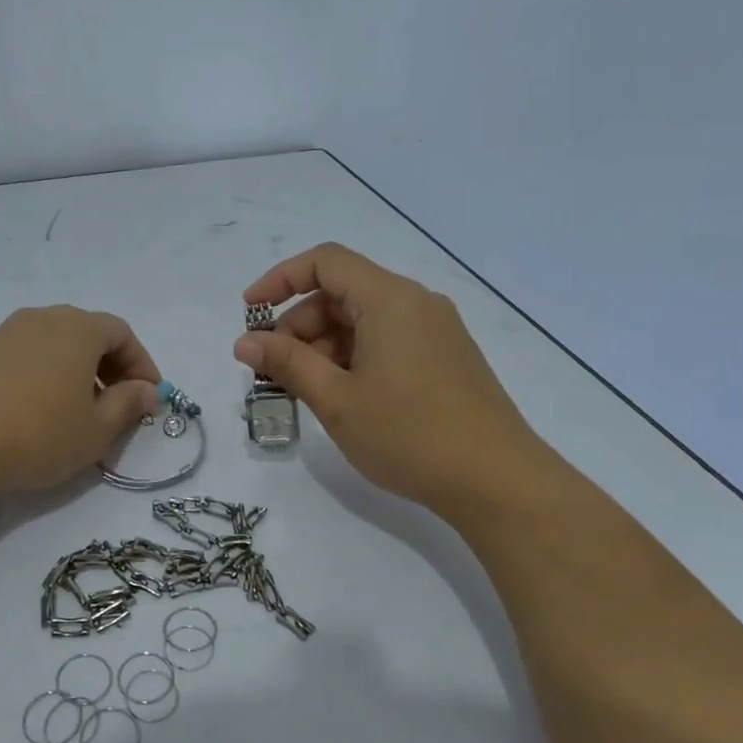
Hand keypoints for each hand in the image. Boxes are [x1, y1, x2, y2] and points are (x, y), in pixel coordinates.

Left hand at [0, 306, 161, 493]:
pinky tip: (44, 413)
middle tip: (120, 407)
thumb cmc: (37, 433)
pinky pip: (32, 356)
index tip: (149, 400)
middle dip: (112, 369)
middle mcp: (45, 318)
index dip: (142, 366)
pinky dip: (50, 376)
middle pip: (91, 335)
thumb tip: (146, 390)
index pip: (123, 335)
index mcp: (79, 328)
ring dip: (80, 373)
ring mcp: (9, 332)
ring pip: (60, 346)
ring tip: (82, 414)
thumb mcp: (96, 429)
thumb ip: (128, 405)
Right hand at [235, 243, 550, 522]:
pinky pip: (387, 342)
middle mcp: (416, 303)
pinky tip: (341, 398)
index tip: (249, 314)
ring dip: (323, 348)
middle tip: (271, 372)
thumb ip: (287, 363)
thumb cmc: (410, 434)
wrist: (497, 480)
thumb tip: (244, 341)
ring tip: (301, 392)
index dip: (280, 280)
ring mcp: (436, 331)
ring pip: (364, 322)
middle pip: (342, 294)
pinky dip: (353, 359)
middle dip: (298, 326)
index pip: (325, 262)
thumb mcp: (337, 400)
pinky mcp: (446, 359)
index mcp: (390, 299)